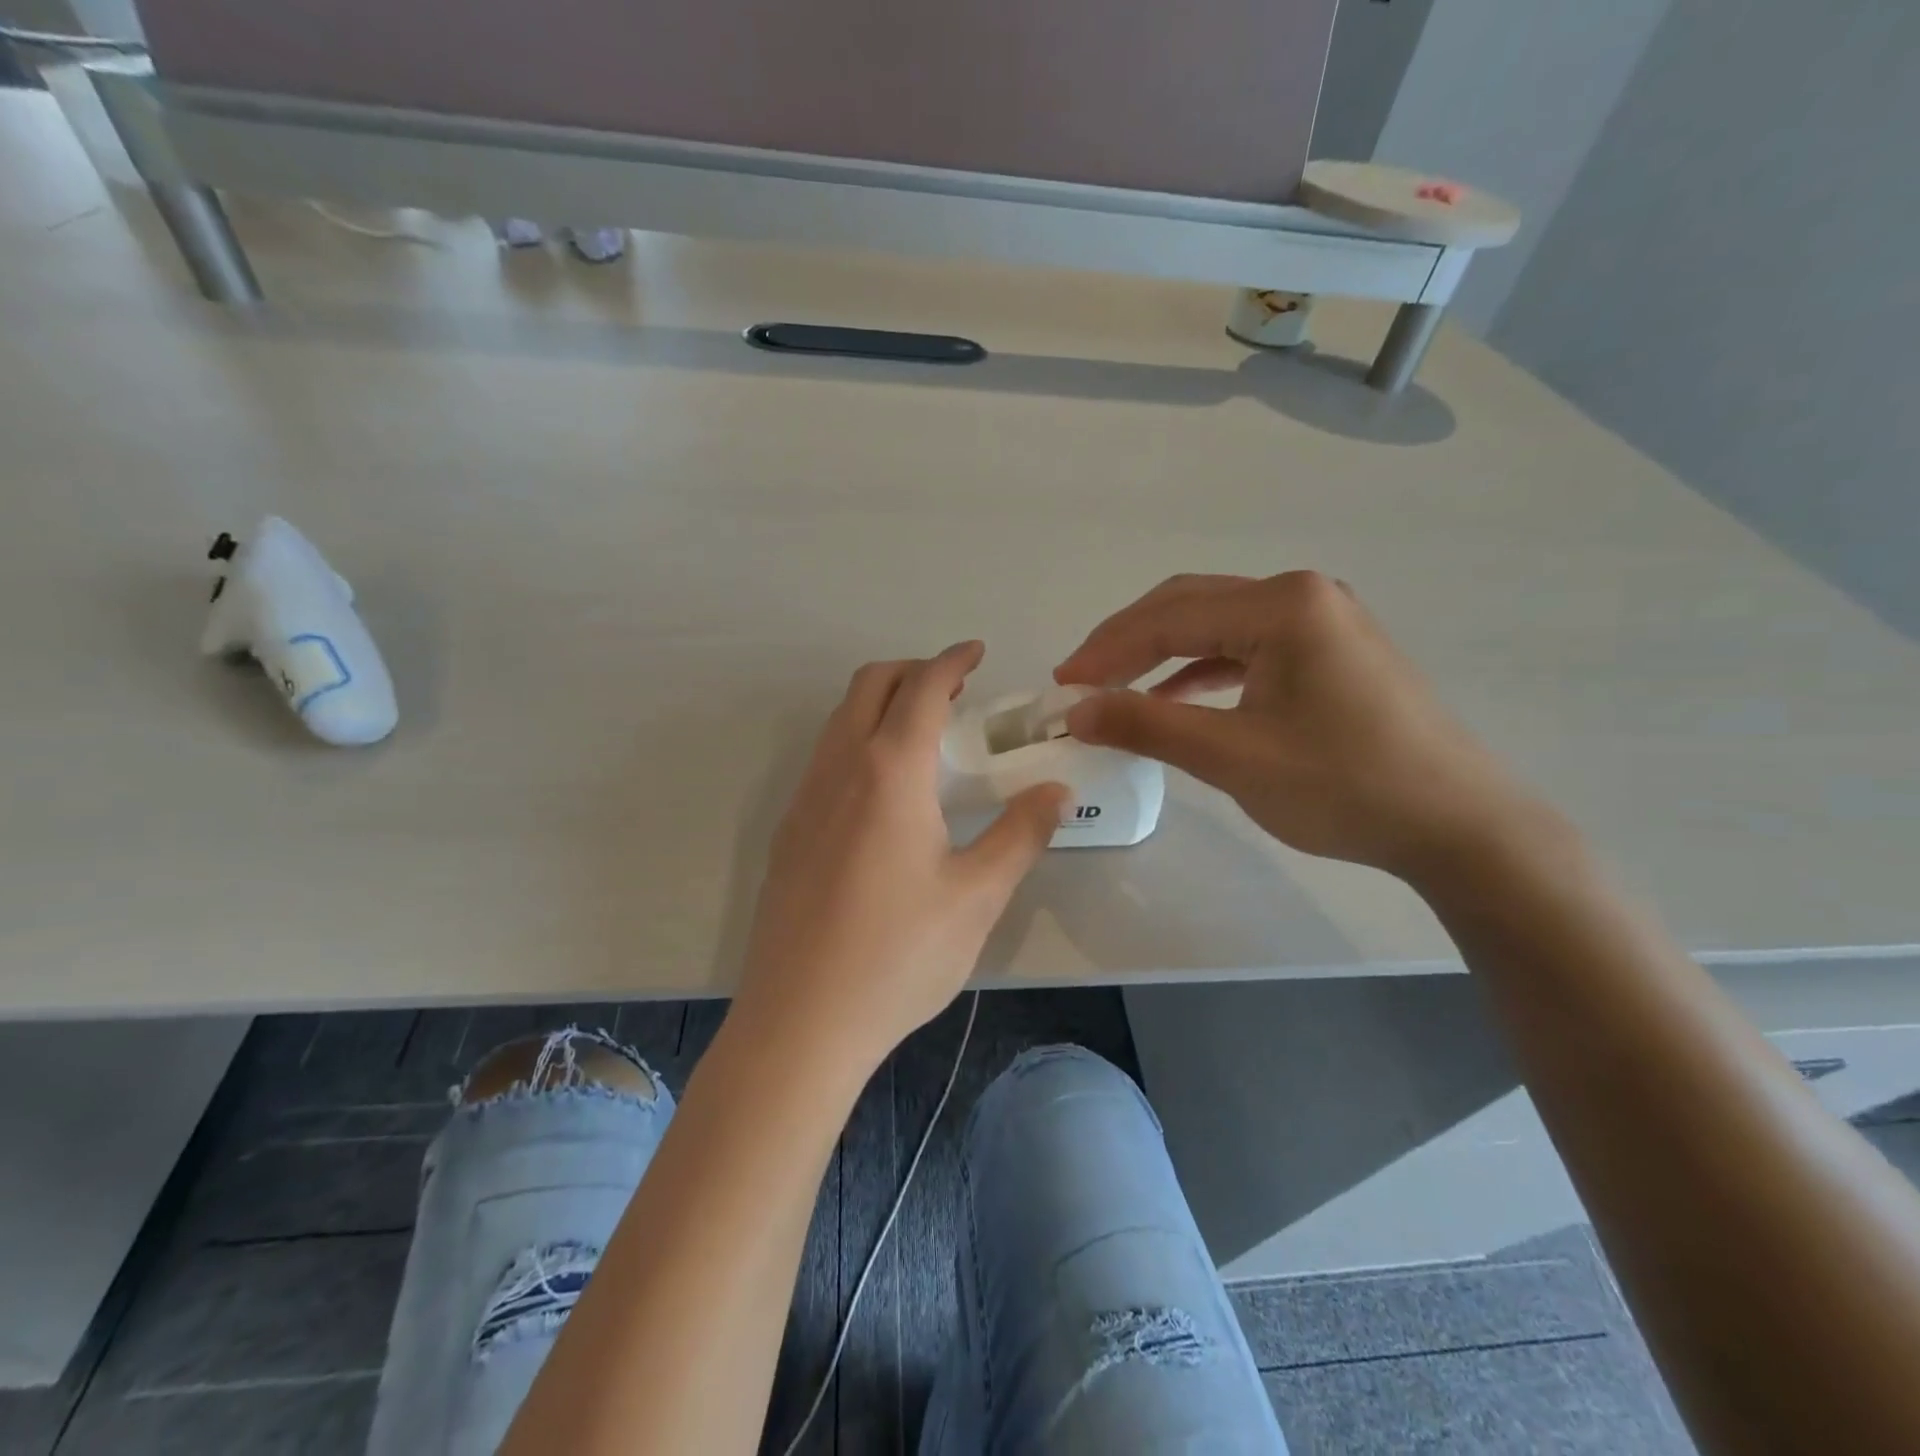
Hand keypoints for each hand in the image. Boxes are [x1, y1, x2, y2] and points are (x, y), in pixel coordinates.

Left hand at [738, 642, 1067, 1066]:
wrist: (800, 1021)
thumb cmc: (898, 955)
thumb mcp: (977, 896)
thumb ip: (1020, 834)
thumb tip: (1056, 789)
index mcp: (889, 771)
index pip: (921, 687)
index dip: (951, 660)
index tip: (977, 652)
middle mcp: (838, 768)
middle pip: (869, 685)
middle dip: (912, 670)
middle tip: (955, 690)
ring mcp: (804, 799)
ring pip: (840, 720)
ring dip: (881, 705)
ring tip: (925, 736)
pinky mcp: (787, 832)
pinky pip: (824, 758)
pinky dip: (858, 741)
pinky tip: (884, 793)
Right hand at [1056, 572, 1544, 880]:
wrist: (1458, 826)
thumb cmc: (1344, 786)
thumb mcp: (1233, 756)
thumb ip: (1147, 725)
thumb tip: (1076, 710)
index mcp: (1282, 605)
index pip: (1169, 617)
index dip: (1106, 650)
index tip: (1061, 684)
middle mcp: (1302, 595)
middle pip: (1190, 606)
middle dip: (1127, 642)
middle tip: (1080, 681)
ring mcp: (1322, 620)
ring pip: (1216, 625)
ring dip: (1160, 654)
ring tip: (1115, 687)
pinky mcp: (1330, 651)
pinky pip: (1247, 648)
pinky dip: (1201, 670)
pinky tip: (1174, 697)